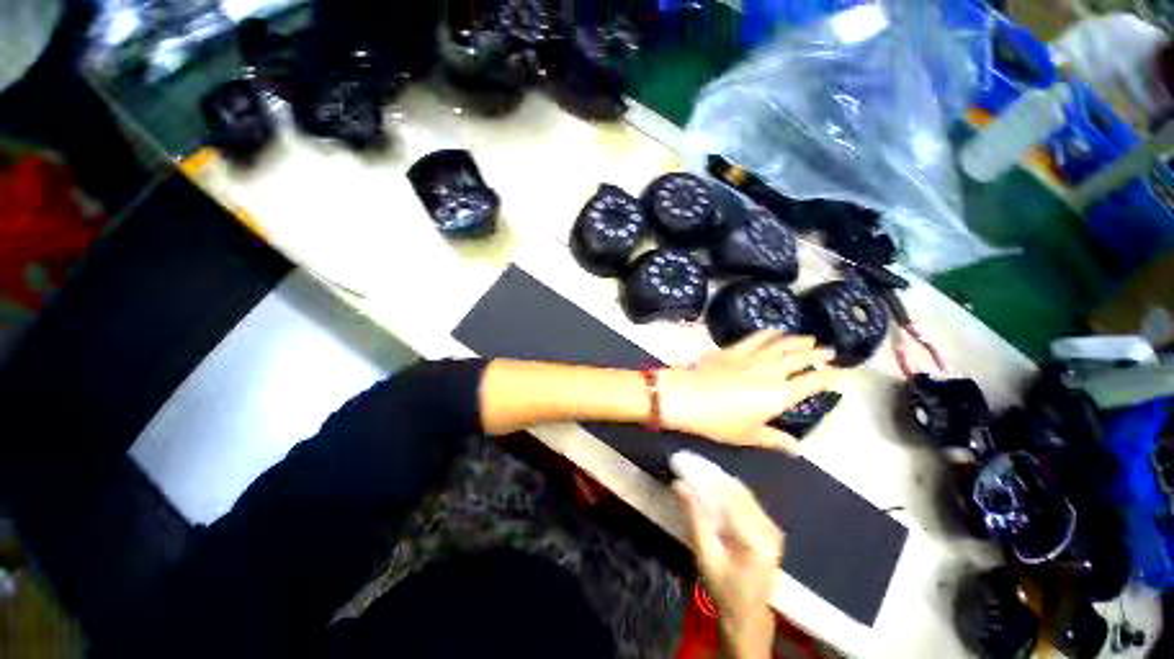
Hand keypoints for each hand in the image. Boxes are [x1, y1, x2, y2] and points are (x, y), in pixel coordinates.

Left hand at [659, 332, 841, 451]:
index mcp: (779, 395)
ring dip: (796, 340)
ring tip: (807, 337)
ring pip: (780, 344)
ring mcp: (750, 358)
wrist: (686, 396)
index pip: (813, 383)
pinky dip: (768, 333)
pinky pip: (754, 338)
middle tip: (828, 350)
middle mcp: (769, 372)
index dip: (832, 377)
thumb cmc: (717, 421)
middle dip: (816, 353)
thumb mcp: (748, 435)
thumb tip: (797, 448)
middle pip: (799, 358)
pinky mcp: (731, 350)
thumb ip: (775, 440)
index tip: (844, 373)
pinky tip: (774, 331)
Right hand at [674, 460, 783, 658]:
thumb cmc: (724, 589)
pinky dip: (727, 491)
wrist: (748, 614)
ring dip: (718, 481)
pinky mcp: (770, 527)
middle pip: (737, 490)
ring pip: (742, 492)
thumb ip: (694, 517)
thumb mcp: (705, 556)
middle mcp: (770, 528)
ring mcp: (773, 527)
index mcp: (757, 539)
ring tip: (696, 473)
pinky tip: (712, 488)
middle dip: (710, 476)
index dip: (706, 477)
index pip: (729, 496)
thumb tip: (679, 484)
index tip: (685, 463)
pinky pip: (747, 500)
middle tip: (687, 465)